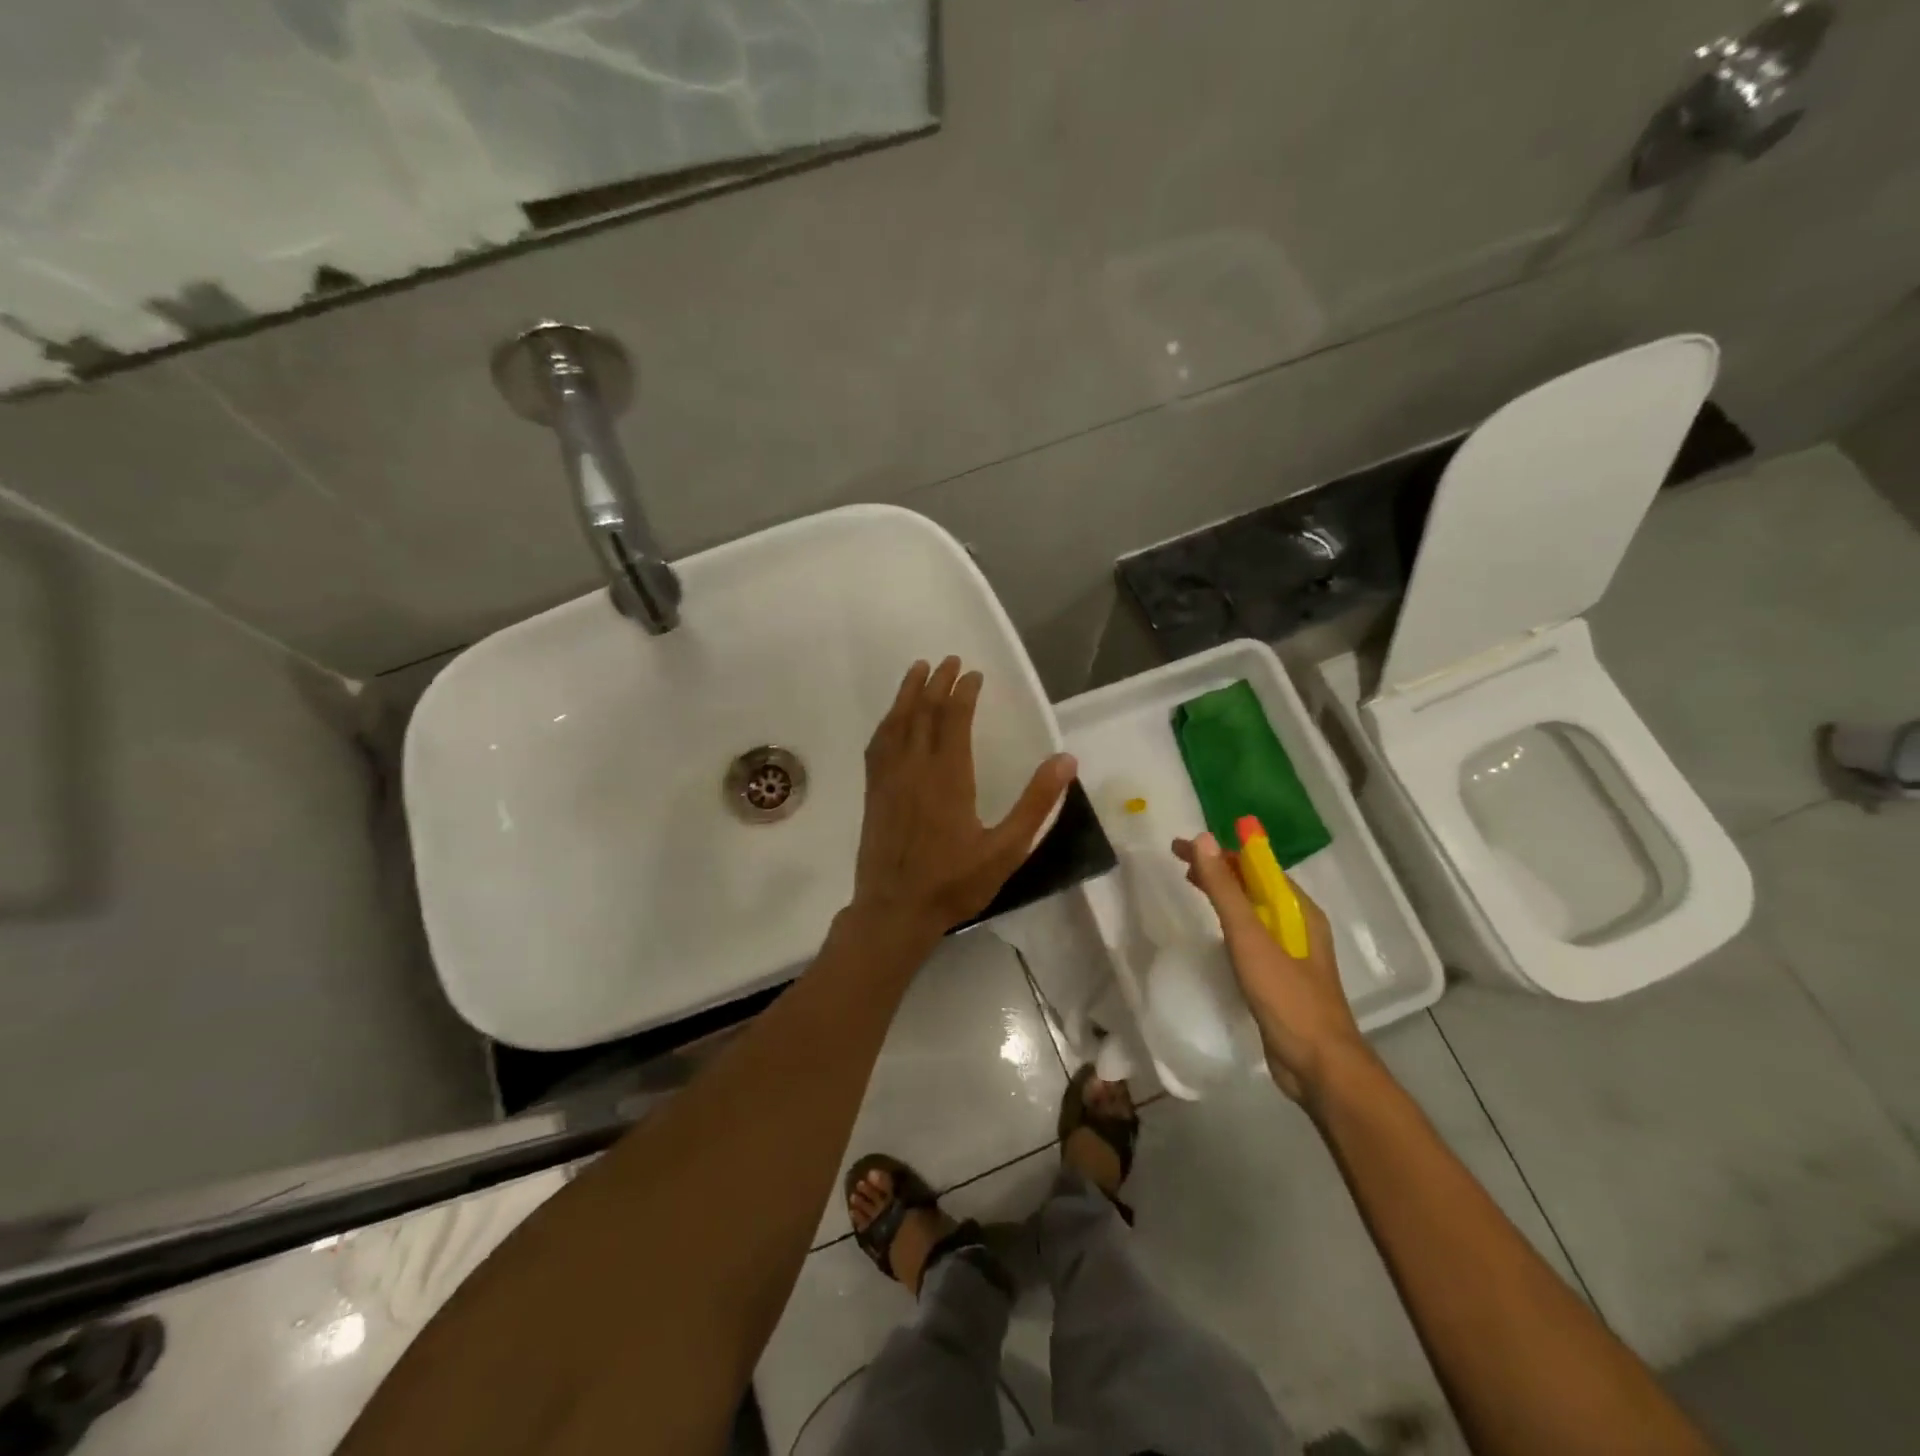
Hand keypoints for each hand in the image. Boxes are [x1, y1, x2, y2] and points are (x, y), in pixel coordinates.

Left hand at [852, 657, 1076, 937]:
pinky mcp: (873, 793)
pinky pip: (877, 746)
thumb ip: (1036, 803)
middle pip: (924, 713)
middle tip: (948, 660)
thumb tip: (1065, 760)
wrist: (895, 910)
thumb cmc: (954, 882)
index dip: (964, 692)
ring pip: (896, 723)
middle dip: (937, 683)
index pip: (954, 719)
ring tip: (917, 670)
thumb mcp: (1006, 849)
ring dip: (908, 694)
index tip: (973, 674)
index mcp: (949, 776)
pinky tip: (891, 719)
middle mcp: (915, 768)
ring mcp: (889, 779)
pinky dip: (887, 723)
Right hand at [1172, 832, 1371, 1103]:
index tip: (1181, 847)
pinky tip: (1214, 931)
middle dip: (1218, 869)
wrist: (1318, 1066)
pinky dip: (1229, 922)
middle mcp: (1298, 925)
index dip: (1219, 851)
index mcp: (1298, 910)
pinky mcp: (1280, 977)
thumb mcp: (1250, 939)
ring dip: (1223, 894)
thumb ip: (1226, 890)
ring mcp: (1291, 953)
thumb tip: (1204, 839)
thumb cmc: (1286, 997)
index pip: (1256, 865)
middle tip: (1179, 863)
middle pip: (1254, 885)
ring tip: (1192, 886)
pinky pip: (1251, 936)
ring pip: (1252, 910)